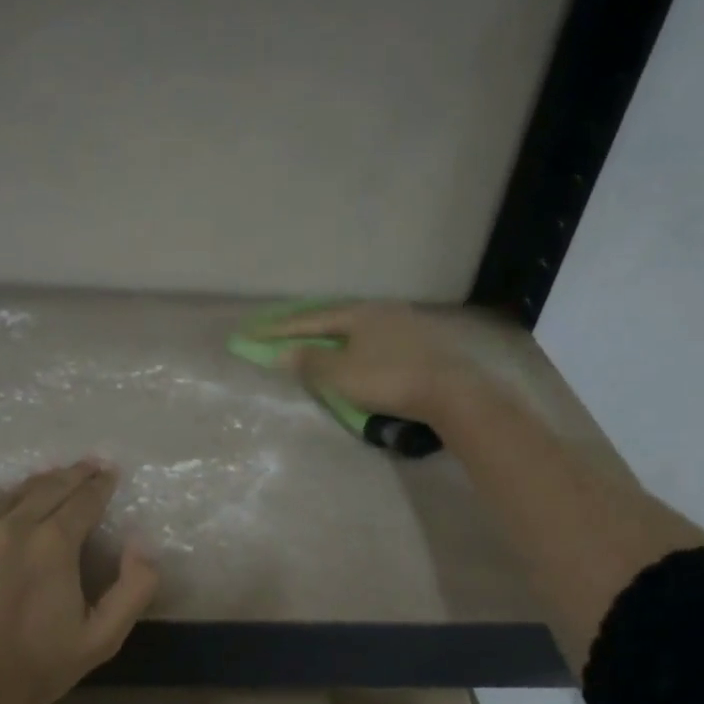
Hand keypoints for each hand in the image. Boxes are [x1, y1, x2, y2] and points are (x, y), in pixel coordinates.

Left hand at [0, 461, 159, 703]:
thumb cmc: (36, 670)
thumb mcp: (101, 638)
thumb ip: (133, 588)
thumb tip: (141, 543)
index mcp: (52, 546)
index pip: (83, 500)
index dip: (100, 484)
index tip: (108, 473)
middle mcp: (8, 528)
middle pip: (46, 488)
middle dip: (71, 475)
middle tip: (86, 465)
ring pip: (5, 497)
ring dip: (31, 487)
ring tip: (45, 480)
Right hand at [255, 301, 481, 423]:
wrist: (451, 392)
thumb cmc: (388, 380)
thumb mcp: (340, 374)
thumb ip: (309, 362)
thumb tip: (281, 353)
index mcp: (358, 313)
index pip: (309, 321)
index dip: (279, 330)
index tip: (251, 334)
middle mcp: (381, 310)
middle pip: (335, 319)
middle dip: (308, 329)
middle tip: (284, 335)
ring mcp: (405, 324)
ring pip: (359, 329)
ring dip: (334, 338)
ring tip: (318, 345)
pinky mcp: (422, 343)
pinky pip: (377, 340)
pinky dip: (358, 348)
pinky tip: (358, 355)